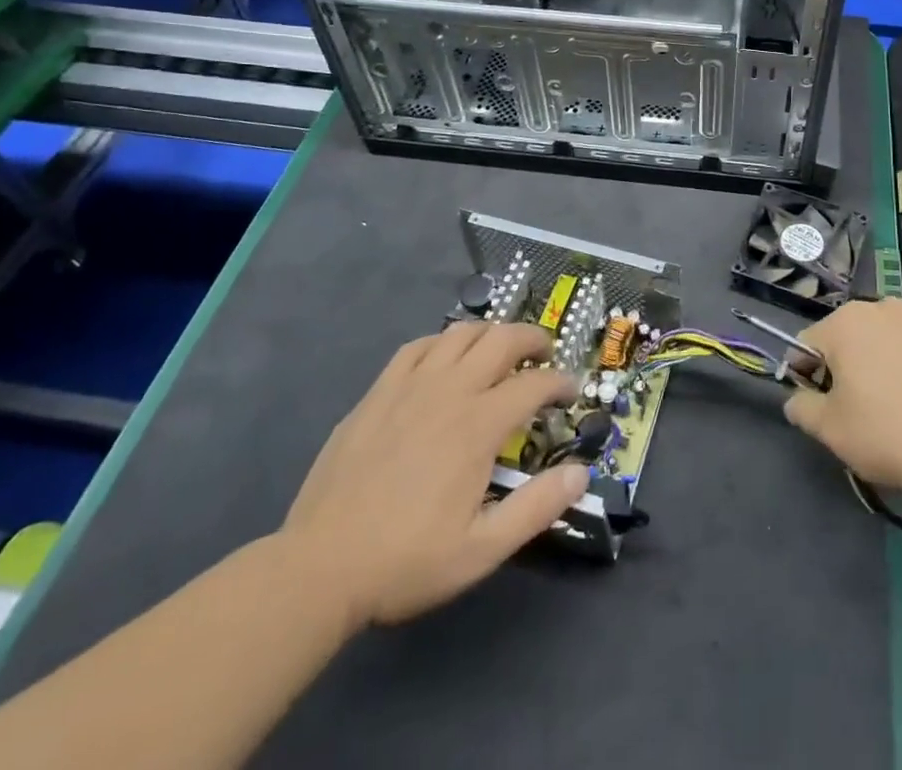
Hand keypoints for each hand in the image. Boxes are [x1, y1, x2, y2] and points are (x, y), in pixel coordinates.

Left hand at [279, 321, 588, 631]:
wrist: (319, 568)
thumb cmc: (406, 562)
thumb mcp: (482, 550)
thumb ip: (537, 507)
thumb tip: (582, 473)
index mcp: (478, 426)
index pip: (534, 384)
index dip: (560, 382)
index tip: (571, 393)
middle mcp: (449, 391)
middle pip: (501, 339)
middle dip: (533, 339)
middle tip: (545, 355)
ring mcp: (409, 386)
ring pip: (460, 333)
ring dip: (490, 334)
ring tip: (501, 351)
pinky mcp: (378, 393)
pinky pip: (417, 346)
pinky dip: (443, 342)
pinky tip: (445, 359)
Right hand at [783, 298, 901, 503]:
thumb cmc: (891, 434)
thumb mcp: (831, 431)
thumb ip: (802, 408)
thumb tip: (796, 399)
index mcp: (846, 322)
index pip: (808, 345)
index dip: (807, 378)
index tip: (822, 409)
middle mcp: (883, 308)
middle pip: (848, 338)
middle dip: (846, 369)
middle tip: (860, 413)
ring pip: (886, 343)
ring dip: (882, 366)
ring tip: (898, 410)